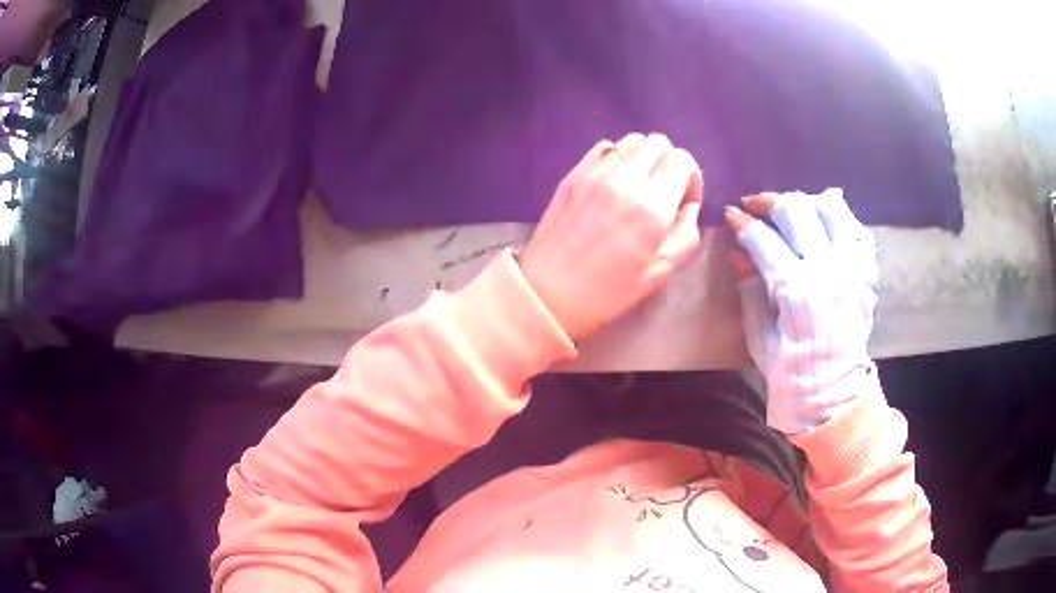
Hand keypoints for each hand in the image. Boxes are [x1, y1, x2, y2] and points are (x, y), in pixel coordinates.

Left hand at [519, 133, 702, 341]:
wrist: (548, 293)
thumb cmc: (609, 292)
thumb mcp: (661, 272)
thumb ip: (686, 233)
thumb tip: (688, 205)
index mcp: (652, 205)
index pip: (682, 160)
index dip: (691, 177)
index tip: (685, 200)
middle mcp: (625, 179)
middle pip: (658, 142)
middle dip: (669, 162)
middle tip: (664, 190)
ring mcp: (595, 172)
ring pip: (631, 141)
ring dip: (643, 158)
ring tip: (638, 186)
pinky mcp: (573, 174)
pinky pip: (604, 148)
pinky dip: (617, 158)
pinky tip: (613, 183)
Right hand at [725, 189, 876, 433]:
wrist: (834, 398)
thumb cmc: (791, 376)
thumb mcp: (760, 339)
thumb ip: (752, 290)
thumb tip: (739, 254)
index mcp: (797, 292)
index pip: (763, 240)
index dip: (742, 223)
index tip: (731, 215)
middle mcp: (827, 271)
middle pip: (796, 211)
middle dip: (769, 202)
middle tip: (754, 206)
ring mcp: (851, 269)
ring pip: (830, 209)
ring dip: (805, 203)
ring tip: (790, 211)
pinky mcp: (864, 275)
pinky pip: (856, 231)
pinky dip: (840, 219)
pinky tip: (824, 220)